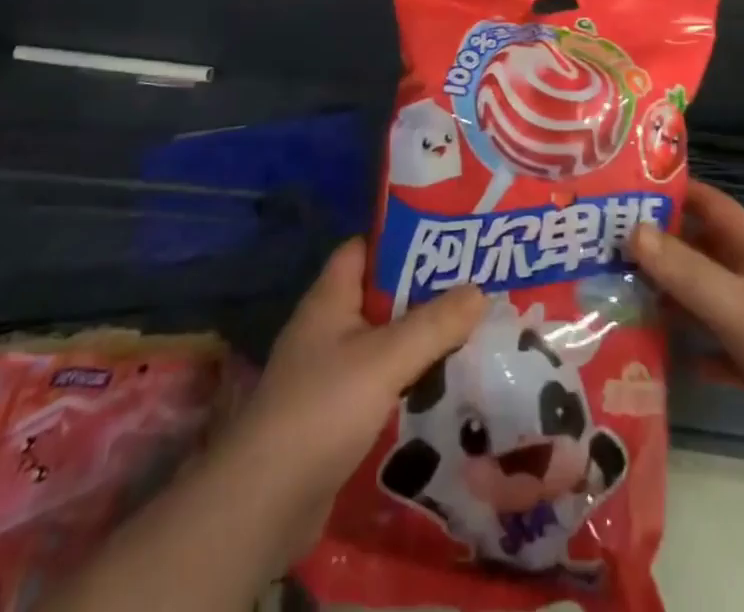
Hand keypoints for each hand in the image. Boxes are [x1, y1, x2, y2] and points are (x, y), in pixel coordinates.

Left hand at [210, 239, 485, 565]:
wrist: (264, 505)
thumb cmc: (321, 409)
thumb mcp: (386, 358)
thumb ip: (434, 324)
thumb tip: (480, 290)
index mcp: (330, 299)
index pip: (365, 249)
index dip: (402, 240)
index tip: (448, 240)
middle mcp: (328, 328)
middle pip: (381, 296)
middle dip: (425, 293)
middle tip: (475, 287)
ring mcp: (329, 374)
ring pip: (385, 343)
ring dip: (422, 340)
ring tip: (473, 334)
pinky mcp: (336, 416)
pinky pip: (382, 383)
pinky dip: (411, 381)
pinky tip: (447, 388)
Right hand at [628, 181, 743, 472]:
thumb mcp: (736, 304)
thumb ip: (685, 270)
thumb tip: (632, 229)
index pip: (709, 204)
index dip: (674, 189)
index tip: (629, 186)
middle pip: (700, 251)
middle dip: (659, 247)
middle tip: (606, 248)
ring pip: (705, 300)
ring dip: (671, 299)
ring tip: (620, 297)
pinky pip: (720, 350)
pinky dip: (696, 350)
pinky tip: (666, 357)